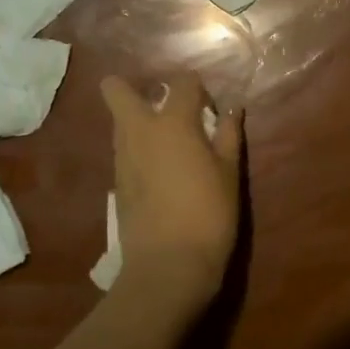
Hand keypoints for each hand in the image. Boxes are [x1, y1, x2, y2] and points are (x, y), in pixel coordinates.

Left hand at [100, 74, 242, 322]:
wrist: (168, 266)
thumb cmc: (208, 213)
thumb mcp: (229, 172)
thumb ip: (229, 135)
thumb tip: (233, 110)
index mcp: (172, 122)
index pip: (183, 82)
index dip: (198, 88)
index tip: (210, 109)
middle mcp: (139, 131)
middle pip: (117, 90)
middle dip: (131, 87)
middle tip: (163, 106)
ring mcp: (122, 157)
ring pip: (120, 121)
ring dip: (138, 120)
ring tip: (168, 142)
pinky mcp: (116, 183)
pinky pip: (124, 150)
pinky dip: (138, 149)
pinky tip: (159, 171)